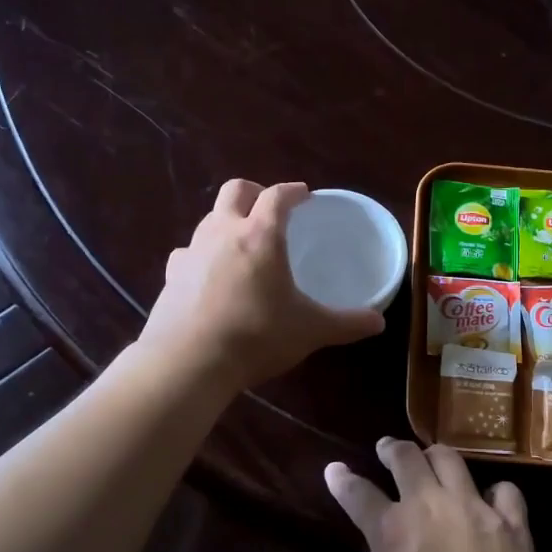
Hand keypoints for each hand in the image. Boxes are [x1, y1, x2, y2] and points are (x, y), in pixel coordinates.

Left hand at [140, 180, 384, 391]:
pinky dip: (203, 255)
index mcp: (261, 235)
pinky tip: (210, 275)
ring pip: (210, 218)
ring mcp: (192, 251)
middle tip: (270, 210)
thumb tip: (379, 321)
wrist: (188, 362)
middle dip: (255, 192)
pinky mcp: (171, 274)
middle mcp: (223, 231)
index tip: (304, 195)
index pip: (278, 195)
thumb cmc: (256, 336)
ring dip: (228, 221)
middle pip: (236, 190)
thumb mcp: (309, 330)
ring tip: (243, 245)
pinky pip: (188, 252)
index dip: (293, 191)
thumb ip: (346, 323)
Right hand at [325, 439, 551, 551]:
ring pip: (450, 458)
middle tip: (386, 449)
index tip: (335, 470)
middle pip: (406, 458)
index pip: (359, 494)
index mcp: (393, 532)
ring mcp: (475, 508)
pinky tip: (490, 502)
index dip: (343, 480)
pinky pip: (503, 489)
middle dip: (391, 449)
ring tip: (431, 460)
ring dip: (434, 456)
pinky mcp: (513, 522)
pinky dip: (493, 491)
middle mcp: (431, 506)